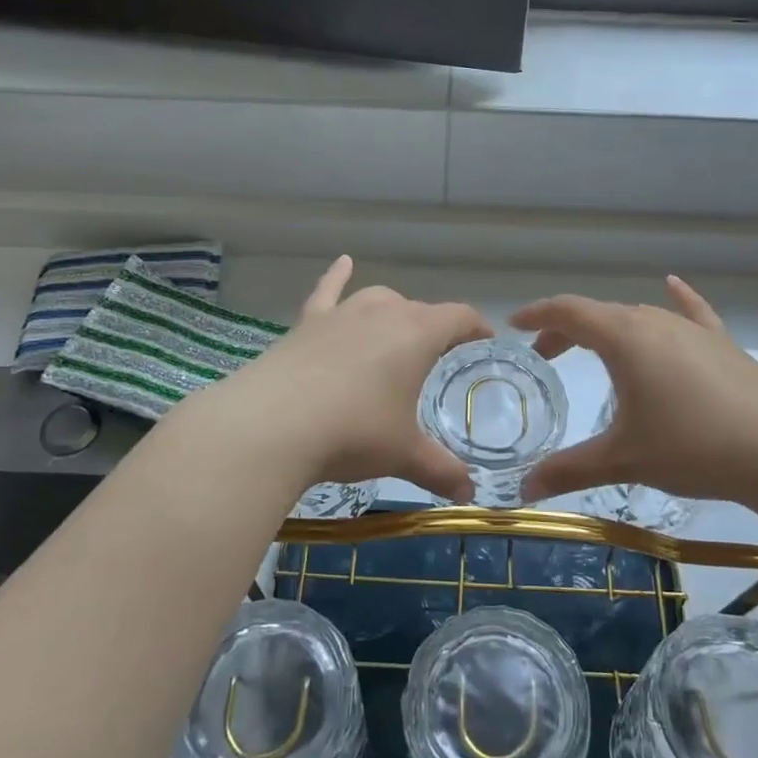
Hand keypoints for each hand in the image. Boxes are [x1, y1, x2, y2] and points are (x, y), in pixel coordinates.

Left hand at [186, 257, 492, 501]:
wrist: (272, 425)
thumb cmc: (353, 432)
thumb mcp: (403, 454)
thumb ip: (440, 471)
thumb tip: (467, 494)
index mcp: (416, 334)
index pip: (458, 317)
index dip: (475, 326)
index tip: (484, 339)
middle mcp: (382, 312)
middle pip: (418, 310)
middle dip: (433, 329)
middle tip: (437, 358)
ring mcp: (340, 314)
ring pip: (376, 299)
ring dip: (393, 311)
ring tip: (397, 329)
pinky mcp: (306, 323)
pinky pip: (327, 291)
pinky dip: (337, 276)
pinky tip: (343, 262)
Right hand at [515, 276, 757, 506]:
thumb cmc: (693, 446)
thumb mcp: (624, 459)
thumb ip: (569, 469)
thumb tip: (523, 490)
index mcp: (624, 338)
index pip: (569, 311)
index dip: (537, 315)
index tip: (513, 325)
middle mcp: (654, 322)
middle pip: (600, 313)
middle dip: (567, 330)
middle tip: (546, 355)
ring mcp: (692, 330)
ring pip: (639, 316)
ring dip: (608, 328)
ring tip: (593, 350)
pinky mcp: (722, 344)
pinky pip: (691, 313)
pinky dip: (676, 300)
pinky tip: (672, 285)